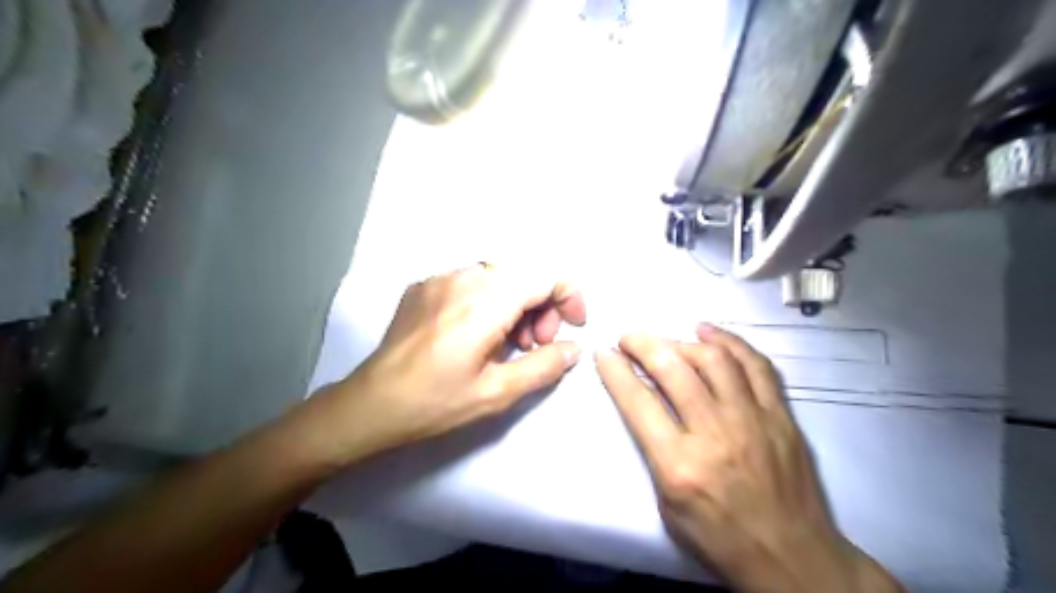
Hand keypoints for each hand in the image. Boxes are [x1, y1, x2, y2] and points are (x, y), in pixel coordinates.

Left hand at [318, 263, 589, 463]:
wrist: (370, 405)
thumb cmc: (435, 403)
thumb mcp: (497, 392)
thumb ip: (543, 366)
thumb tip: (573, 348)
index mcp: (484, 301)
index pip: (544, 276)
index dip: (569, 297)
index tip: (572, 327)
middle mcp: (462, 277)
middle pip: (522, 273)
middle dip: (541, 305)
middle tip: (536, 344)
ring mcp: (438, 278)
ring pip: (497, 276)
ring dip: (515, 303)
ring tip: (509, 342)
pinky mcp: (423, 287)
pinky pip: (470, 282)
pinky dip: (489, 301)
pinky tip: (477, 334)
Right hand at [592, 324, 898, 591]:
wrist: (793, 559)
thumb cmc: (720, 539)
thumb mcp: (668, 505)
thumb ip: (655, 451)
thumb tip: (645, 405)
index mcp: (680, 465)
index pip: (638, 402)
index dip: (616, 371)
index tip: (604, 352)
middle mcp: (715, 434)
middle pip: (674, 370)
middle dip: (643, 345)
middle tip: (629, 338)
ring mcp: (753, 420)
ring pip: (714, 360)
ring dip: (682, 342)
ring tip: (666, 340)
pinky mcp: (781, 416)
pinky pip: (756, 365)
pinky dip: (730, 342)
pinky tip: (709, 333)